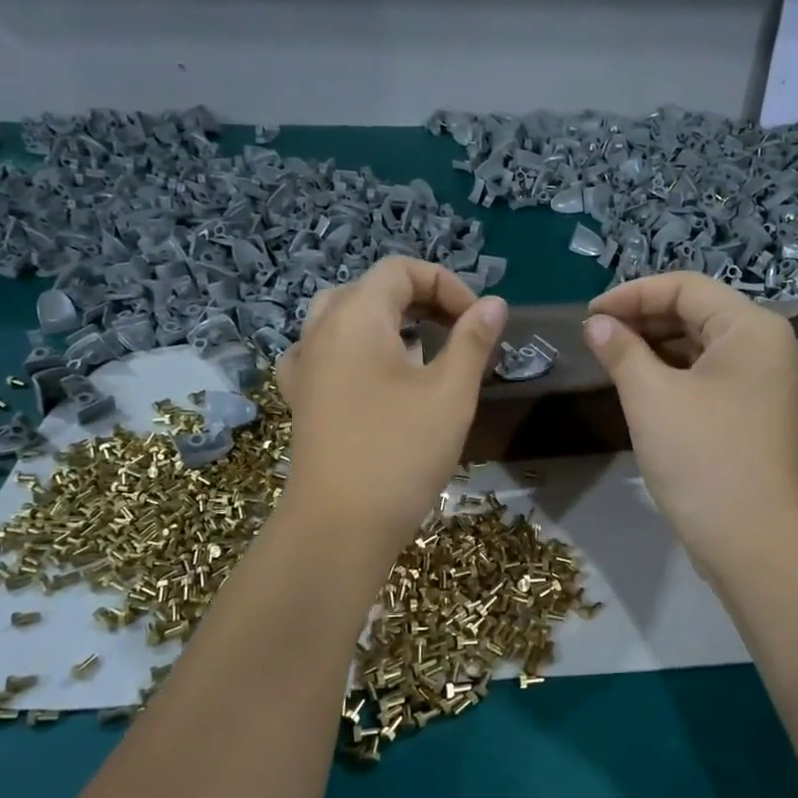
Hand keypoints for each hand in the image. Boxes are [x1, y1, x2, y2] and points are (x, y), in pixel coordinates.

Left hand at [275, 258, 506, 550]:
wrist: (338, 526)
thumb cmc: (400, 453)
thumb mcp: (450, 394)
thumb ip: (473, 341)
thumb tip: (494, 304)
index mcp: (355, 317)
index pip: (400, 270)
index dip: (446, 284)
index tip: (477, 322)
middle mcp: (320, 332)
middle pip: (370, 290)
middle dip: (419, 301)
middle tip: (455, 332)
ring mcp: (304, 367)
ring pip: (345, 320)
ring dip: (389, 325)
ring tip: (424, 354)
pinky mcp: (302, 400)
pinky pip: (329, 354)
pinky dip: (360, 352)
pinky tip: (379, 381)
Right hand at [584, 273, 797, 576]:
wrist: (751, 539)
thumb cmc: (701, 458)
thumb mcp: (651, 397)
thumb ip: (621, 350)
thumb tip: (596, 324)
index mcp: (750, 327)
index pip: (684, 287)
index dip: (631, 294)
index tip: (587, 316)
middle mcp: (764, 345)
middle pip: (695, 313)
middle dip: (642, 320)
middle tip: (595, 339)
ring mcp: (762, 381)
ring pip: (700, 346)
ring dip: (654, 348)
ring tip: (610, 361)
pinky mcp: (752, 412)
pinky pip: (707, 376)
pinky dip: (672, 374)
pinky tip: (639, 386)